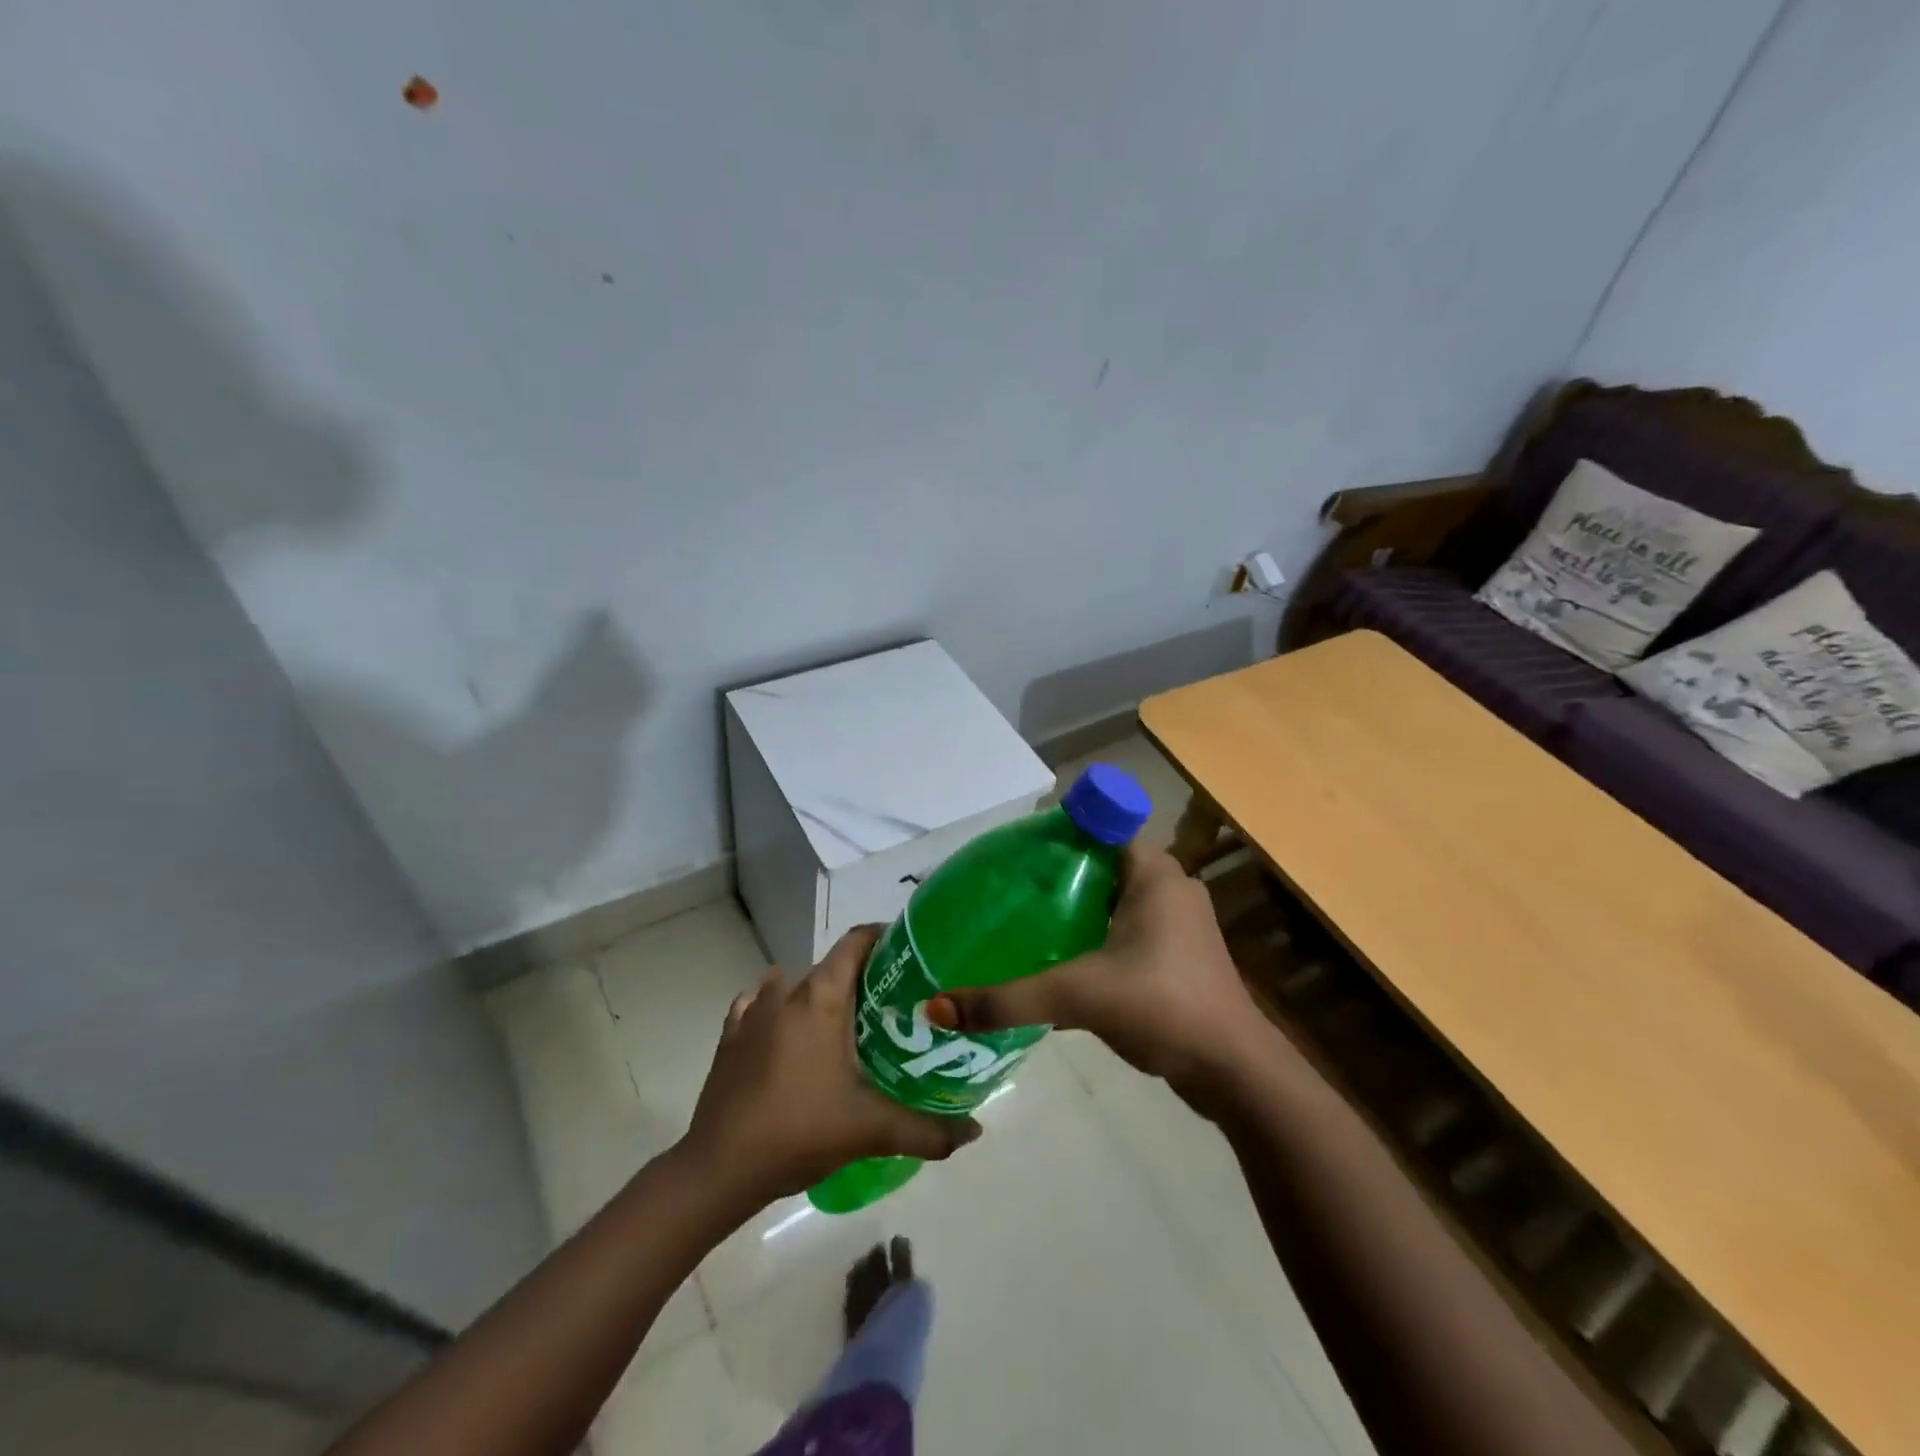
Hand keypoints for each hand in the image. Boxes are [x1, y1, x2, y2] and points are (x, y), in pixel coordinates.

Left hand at [682, 926, 980, 1202]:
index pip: (857, 941)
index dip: (885, 939)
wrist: (718, 1169)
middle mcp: (786, 992)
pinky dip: (779, 1009)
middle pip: (832, 966)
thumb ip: (926, 1130)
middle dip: (864, 978)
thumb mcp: (870, 1130)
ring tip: (848, 1023)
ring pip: (797, 985)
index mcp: (821, 998)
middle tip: (895, 1005)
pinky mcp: (730, 1036)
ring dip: (822, 995)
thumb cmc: (799, 1131)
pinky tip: (790, 1033)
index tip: (912, 957)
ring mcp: (753, 1012)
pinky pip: (760, 1005)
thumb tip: (975, 1131)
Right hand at [932, 847, 1263, 1104]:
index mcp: (1154, 873)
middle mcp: (1170, 887)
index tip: (1014, 852)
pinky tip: (1061, 957)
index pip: (1100, 826)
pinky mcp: (1178, 955)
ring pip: (1114, 898)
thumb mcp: (1079, 997)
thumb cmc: (1163, 1008)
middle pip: (1101, 863)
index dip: (1057, 832)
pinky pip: (1126, 927)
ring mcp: (1178, 923)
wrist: (1234, 1072)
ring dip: (1076, 906)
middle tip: (1008, 889)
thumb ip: (1010, 1000)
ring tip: (1024, 919)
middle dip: (1058, 873)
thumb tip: (938, 1007)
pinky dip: (1095, 933)